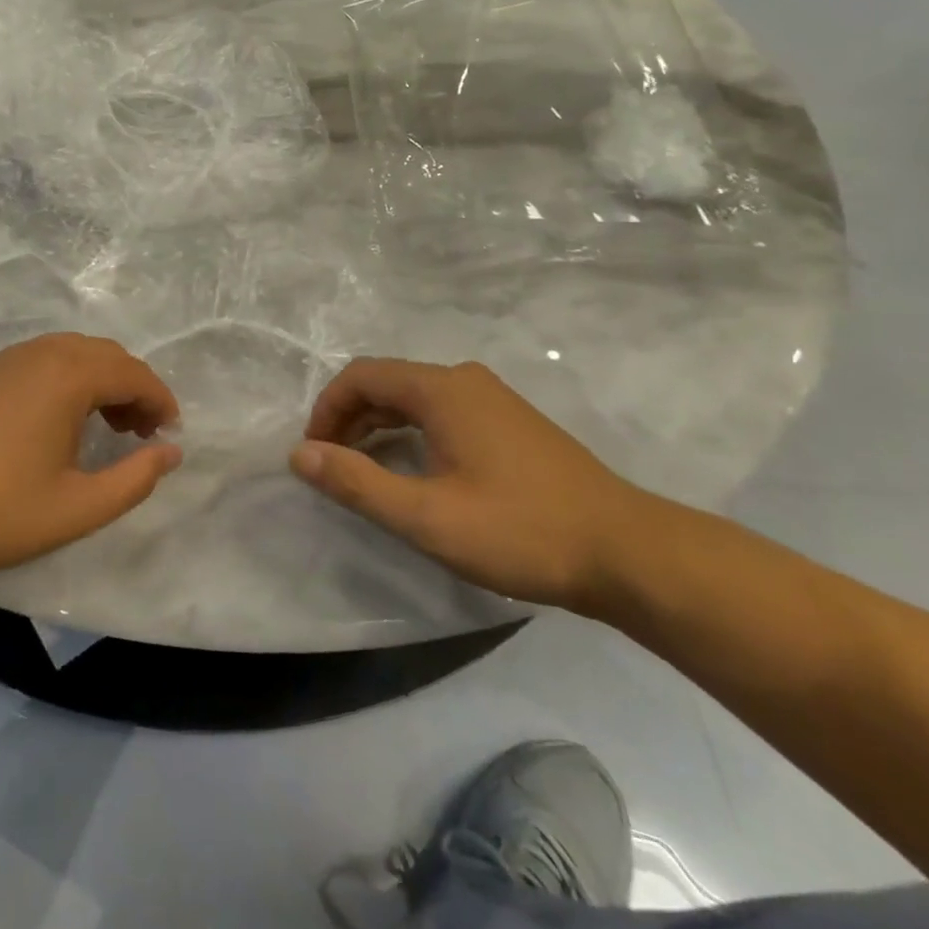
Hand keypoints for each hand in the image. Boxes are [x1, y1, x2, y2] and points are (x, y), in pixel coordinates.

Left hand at [0, 334, 181, 580]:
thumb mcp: (76, 508)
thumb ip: (134, 479)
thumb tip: (171, 452)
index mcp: (68, 375)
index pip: (133, 374)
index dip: (160, 401)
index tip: (169, 434)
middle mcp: (40, 353)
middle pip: (105, 354)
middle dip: (133, 387)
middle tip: (139, 432)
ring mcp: (5, 358)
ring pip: (71, 353)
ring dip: (99, 380)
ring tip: (103, 426)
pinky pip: (40, 360)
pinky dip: (65, 379)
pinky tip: (54, 421)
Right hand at [289, 358, 657, 610]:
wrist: (628, 552)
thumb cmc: (520, 530)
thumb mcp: (426, 516)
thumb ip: (357, 482)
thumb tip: (299, 454)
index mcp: (442, 389)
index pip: (362, 376)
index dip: (327, 409)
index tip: (314, 454)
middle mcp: (464, 380)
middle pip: (387, 383)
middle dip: (349, 419)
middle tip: (333, 466)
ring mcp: (492, 399)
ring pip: (415, 399)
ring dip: (379, 427)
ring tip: (365, 472)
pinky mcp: (511, 423)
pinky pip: (442, 413)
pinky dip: (411, 433)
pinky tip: (415, 472)